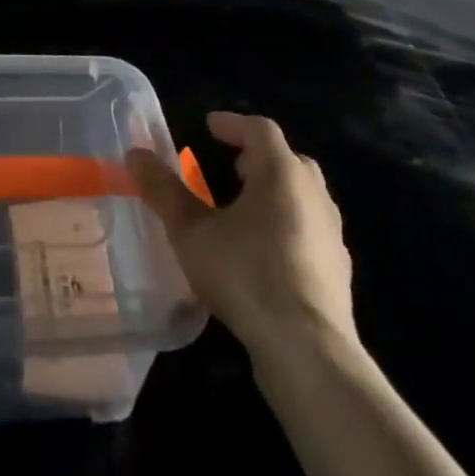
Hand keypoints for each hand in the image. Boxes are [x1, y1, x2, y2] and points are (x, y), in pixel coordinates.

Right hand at [127, 111, 354, 350]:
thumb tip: (135, 154)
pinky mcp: (339, 271)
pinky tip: (266, 251)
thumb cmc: (246, 276)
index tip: (209, 126)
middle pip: (289, 159)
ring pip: (305, 195)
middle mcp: (313, 195)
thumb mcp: (191, 231)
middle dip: (259, 156)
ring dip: (276, 191)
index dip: (233, 124)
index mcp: (281, 173)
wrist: (308, 351)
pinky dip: (289, 224)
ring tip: (245, 208)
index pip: (260, 129)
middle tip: (232, 164)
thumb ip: (163, 190)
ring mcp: (331, 234)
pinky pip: (311, 229)